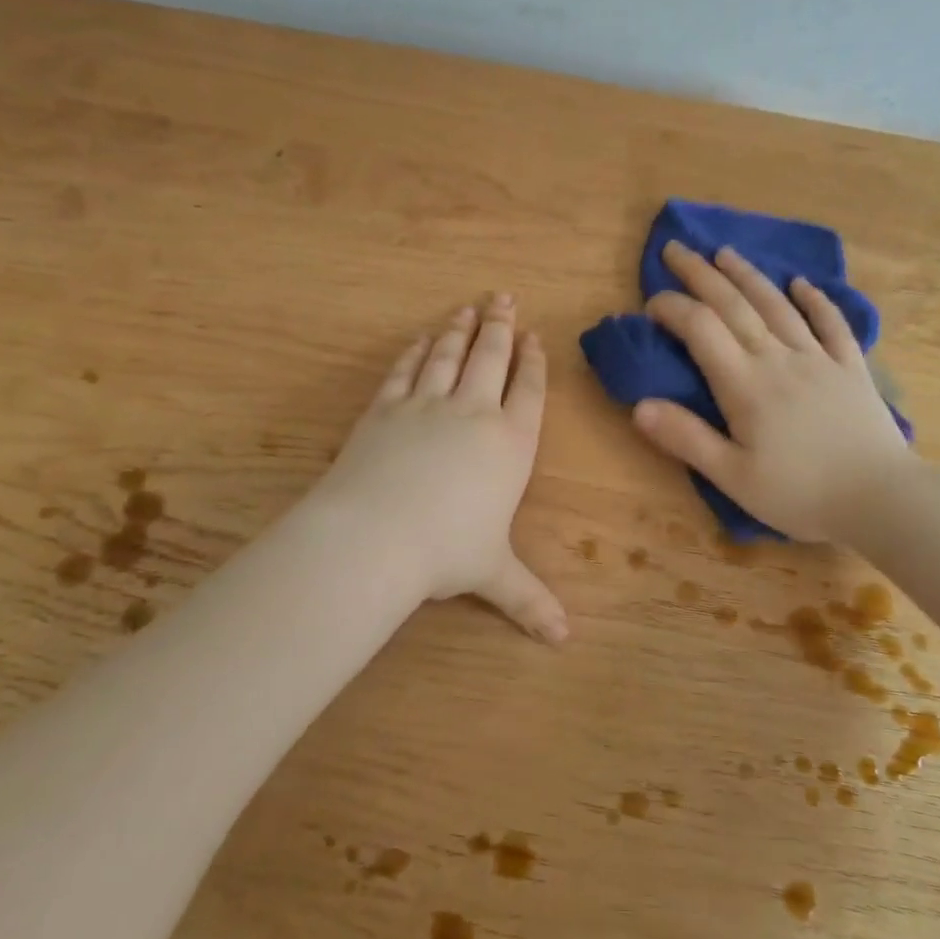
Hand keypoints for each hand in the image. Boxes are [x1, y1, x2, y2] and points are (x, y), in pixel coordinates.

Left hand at [314, 294, 565, 641]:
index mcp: (510, 444)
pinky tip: (420, 340)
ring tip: (468, 308)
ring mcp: (427, 405)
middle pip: (492, 358)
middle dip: (501, 327)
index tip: (534, 337)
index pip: (530, 392)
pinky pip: (406, 371)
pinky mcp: (386, 408)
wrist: (375, 535)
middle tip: (504, 299)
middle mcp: (474, 413)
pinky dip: (416, 352)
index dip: (533, 362)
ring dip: (460, 329)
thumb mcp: (493, 575)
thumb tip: (564, 640)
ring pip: (449, 355)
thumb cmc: (446, 552)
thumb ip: (529, 599)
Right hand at [632, 241, 909, 543]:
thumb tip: (639, 405)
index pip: (700, 329)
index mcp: (745, 385)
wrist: (880, 499)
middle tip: (676, 248)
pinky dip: (815, 300)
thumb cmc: (800, 494)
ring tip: (725, 252)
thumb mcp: (733, 477)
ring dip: (748, 275)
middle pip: (734, 305)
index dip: (672, 308)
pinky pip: (831, 323)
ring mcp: (818, 358)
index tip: (651, 303)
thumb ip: (686, 438)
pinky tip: (802, 283)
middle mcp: (778, 358)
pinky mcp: (850, 367)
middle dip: (701, 274)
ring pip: (777, 305)